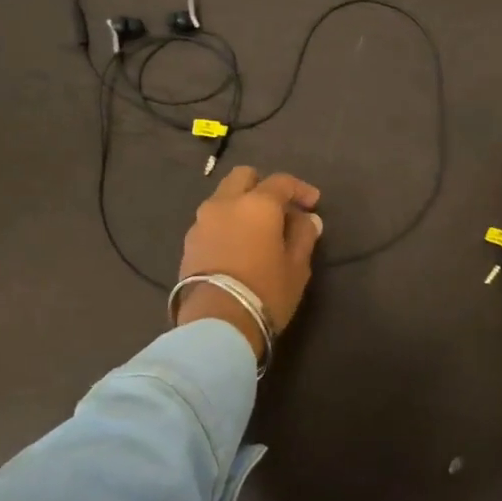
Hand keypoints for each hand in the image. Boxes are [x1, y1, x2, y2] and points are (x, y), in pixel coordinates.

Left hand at [175, 166, 323, 356]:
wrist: (216, 324)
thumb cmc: (266, 291)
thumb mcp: (298, 266)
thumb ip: (304, 236)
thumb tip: (307, 219)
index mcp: (257, 203)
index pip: (281, 182)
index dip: (300, 189)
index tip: (313, 203)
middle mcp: (226, 203)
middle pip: (243, 177)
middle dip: (262, 185)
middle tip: (279, 209)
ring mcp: (202, 222)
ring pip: (223, 198)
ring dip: (241, 205)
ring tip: (256, 231)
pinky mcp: (188, 243)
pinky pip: (211, 221)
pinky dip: (226, 224)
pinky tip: (237, 246)